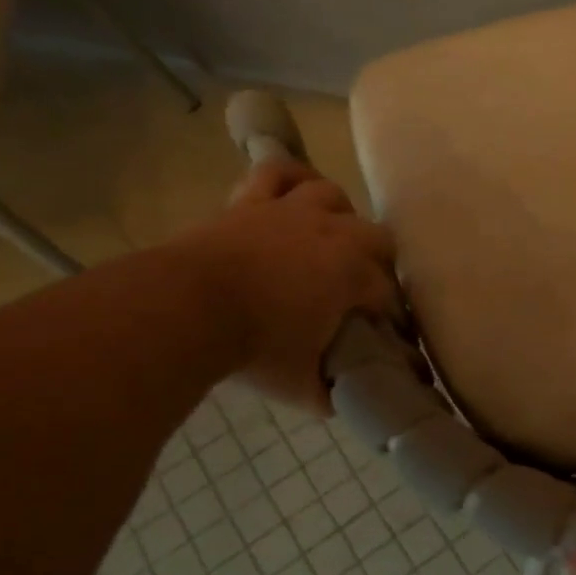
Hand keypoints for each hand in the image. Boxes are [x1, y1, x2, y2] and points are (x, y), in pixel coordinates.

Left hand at [180, 158, 399, 412]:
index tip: (387, 336)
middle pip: (377, 238)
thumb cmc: (252, 349)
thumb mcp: (300, 385)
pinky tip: (297, 188)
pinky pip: (278, 172)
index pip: (388, 295)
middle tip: (362, 290)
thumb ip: (328, 392)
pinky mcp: (252, 202)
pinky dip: (291, 177)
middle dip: (378, 264)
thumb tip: (342, 401)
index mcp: (353, 275)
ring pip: (333, 196)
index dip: (391, 318)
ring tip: (332, 237)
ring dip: (339, 215)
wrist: (184, 311)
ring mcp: (291, 211)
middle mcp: (334, 234)